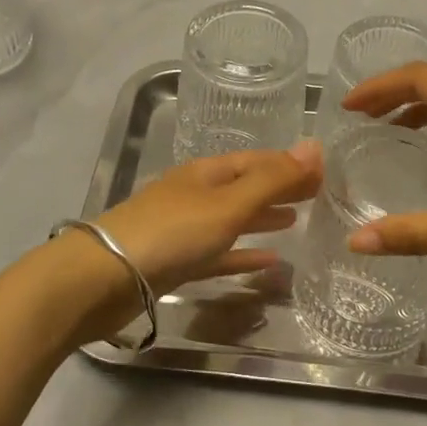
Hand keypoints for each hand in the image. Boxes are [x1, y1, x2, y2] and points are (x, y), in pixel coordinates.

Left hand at [60, 143, 321, 340]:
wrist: (102, 278)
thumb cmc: (171, 233)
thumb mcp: (228, 204)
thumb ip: (272, 180)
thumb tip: (315, 146)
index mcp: (206, 173)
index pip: (256, 161)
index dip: (289, 164)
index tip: (324, 172)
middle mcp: (195, 195)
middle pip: (245, 187)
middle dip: (279, 188)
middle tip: (318, 195)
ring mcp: (183, 230)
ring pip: (232, 220)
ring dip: (262, 219)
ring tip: (296, 221)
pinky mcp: (175, 263)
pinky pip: (219, 254)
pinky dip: (243, 255)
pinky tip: (268, 262)